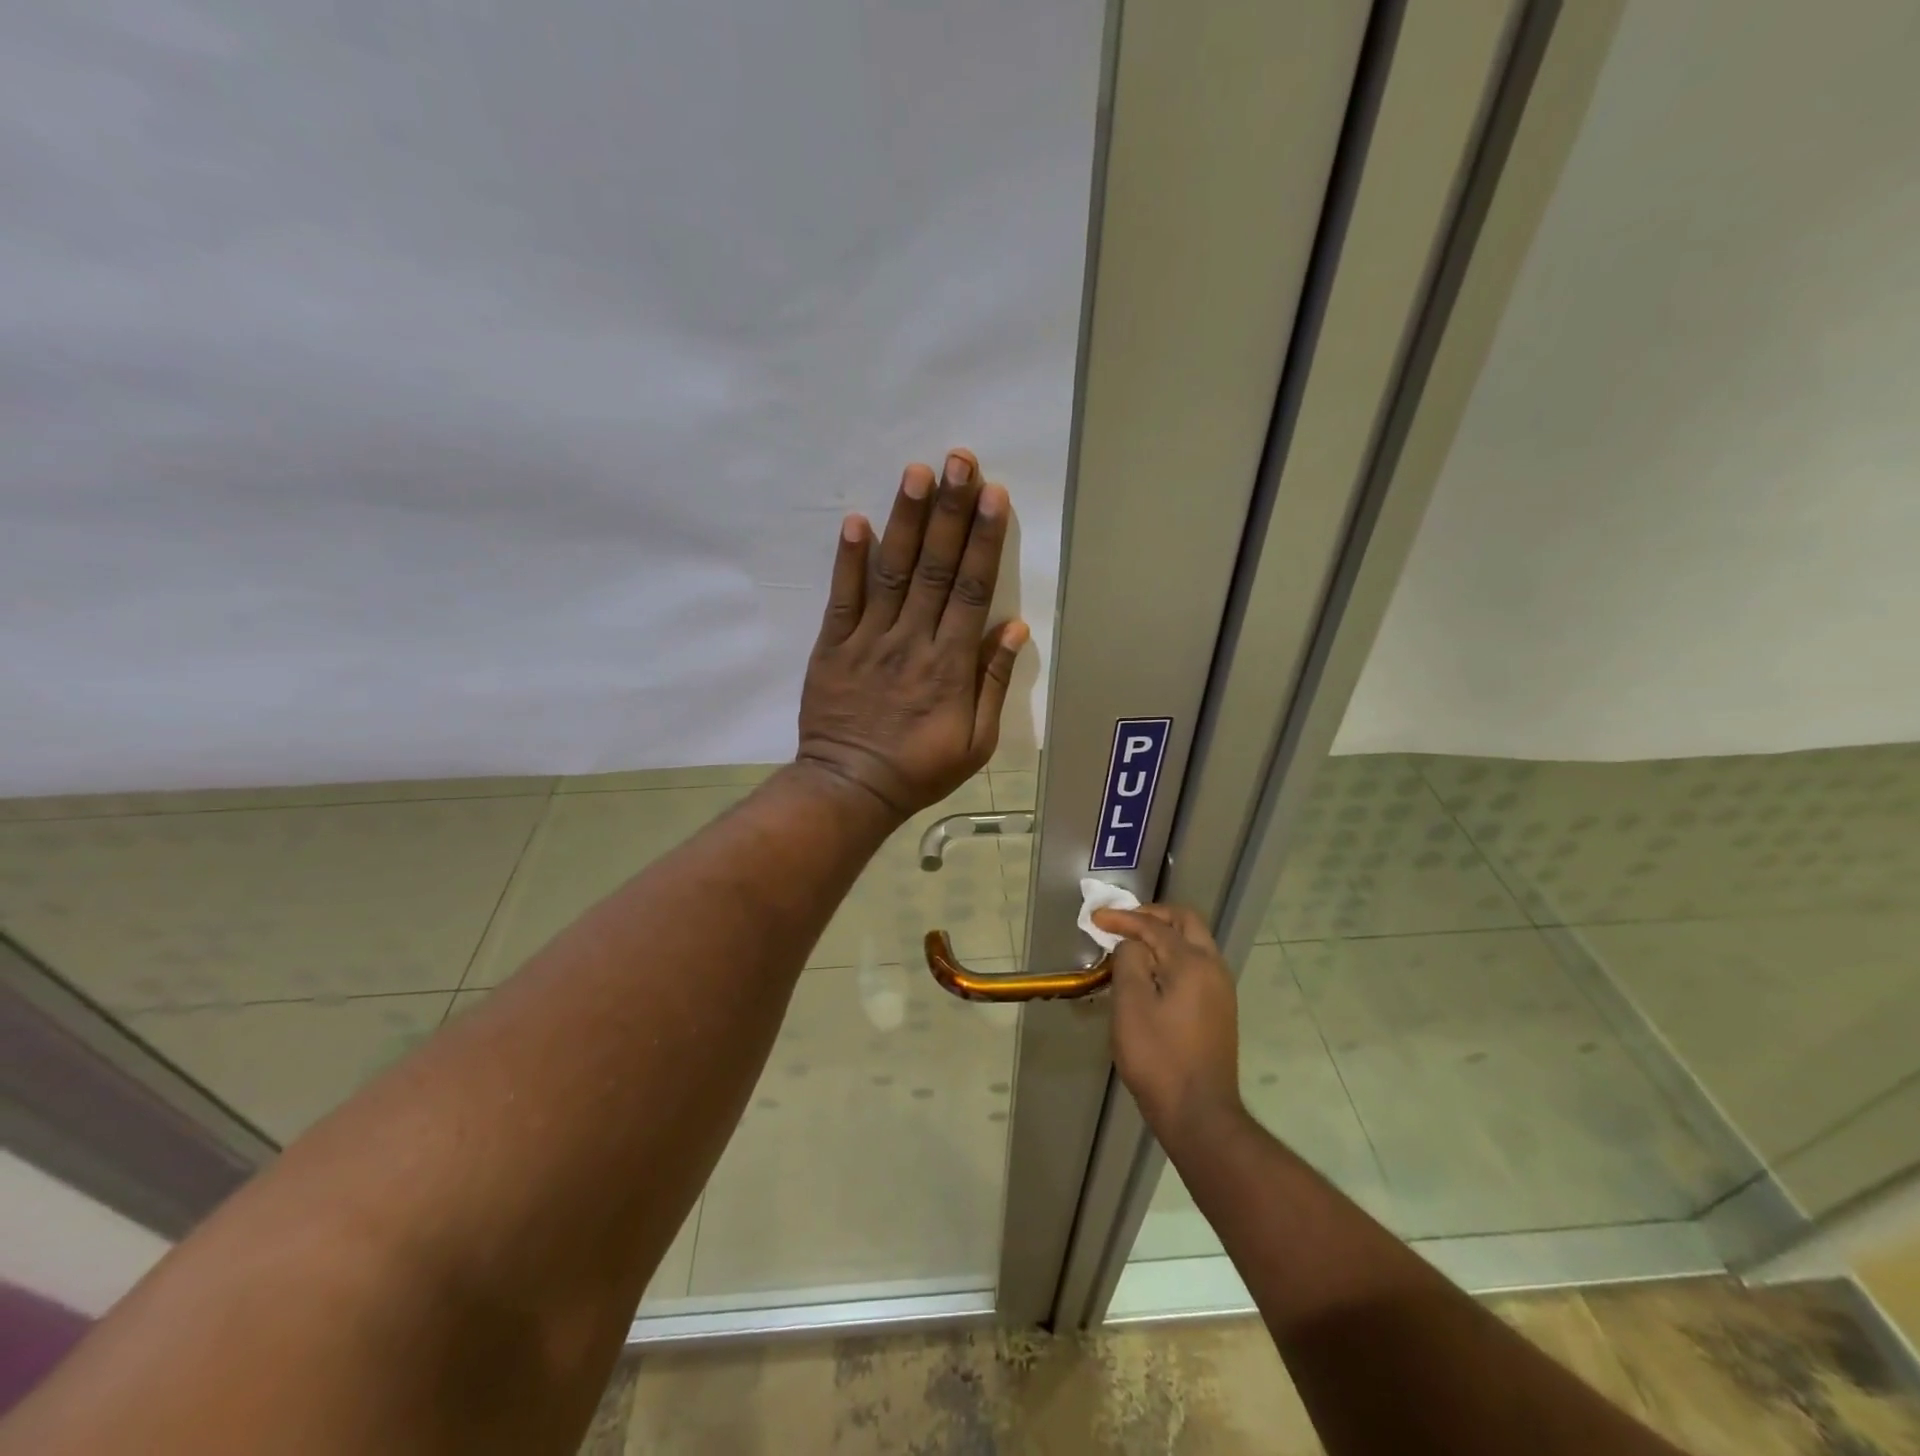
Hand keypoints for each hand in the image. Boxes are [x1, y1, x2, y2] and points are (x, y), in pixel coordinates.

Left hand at [797, 449, 1028, 819]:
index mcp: (950, 665)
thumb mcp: (976, 742)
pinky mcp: (833, 647)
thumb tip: (1014, 628)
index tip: (993, 496)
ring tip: (916, 473)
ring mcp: (869, 641)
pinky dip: (848, 561)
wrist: (851, 788)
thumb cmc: (920, 769)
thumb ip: (993, 683)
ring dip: (906, 521)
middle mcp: (912, 642)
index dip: (983, 541)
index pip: (972, 591)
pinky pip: (842, 598)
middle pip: (936, 569)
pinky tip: (856, 521)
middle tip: (959, 461)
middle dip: (949, 512)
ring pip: (893, 573)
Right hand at [1092, 903, 1244, 1143]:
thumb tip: (1133, 944)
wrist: (1199, 1114)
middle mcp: (1214, 968)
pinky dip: (1173, 955)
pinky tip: (1151, 973)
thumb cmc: (1158, 1057)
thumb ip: (1129, 961)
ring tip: (1132, 944)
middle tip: (1122, 921)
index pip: (1155, 926)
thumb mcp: (1131, 1005)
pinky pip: (1196, 965)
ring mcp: (1221, 990)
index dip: (1123, 918)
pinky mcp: (1220, 1010)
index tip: (1096, 918)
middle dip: (1152, 916)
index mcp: (1193, 962)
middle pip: (1185, 922)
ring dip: (1164, 935)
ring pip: (1194, 943)